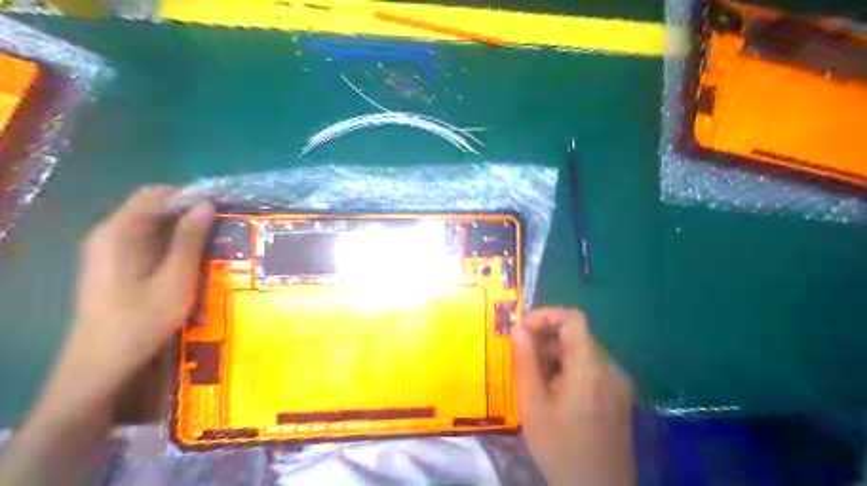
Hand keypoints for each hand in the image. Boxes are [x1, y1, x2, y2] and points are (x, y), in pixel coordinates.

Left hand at [40, 188, 216, 414]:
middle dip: (190, 214)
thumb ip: (190, 238)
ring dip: (183, 231)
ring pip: (152, 226)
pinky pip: (146, 242)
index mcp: (120, 231)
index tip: (222, 210)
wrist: (103, 363)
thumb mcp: (176, 277)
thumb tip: (206, 203)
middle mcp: (108, 234)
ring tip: (214, 245)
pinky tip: (191, 262)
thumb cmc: (143, 319)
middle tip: (223, 230)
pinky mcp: (112, 265)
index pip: (157, 194)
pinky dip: (171, 245)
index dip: (191, 196)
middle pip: (153, 208)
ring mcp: (107, 251)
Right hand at [509, 307, 634, 484]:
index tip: (521, 329)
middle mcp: (611, 369)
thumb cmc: (561, 450)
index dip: (546, 316)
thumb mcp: (534, 406)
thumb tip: (518, 328)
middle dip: (546, 337)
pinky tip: (552, 390)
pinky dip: (569, 368)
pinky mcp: (619, 398)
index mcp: (591, 368)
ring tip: (532, 374)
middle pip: (578, 335)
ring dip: (556, 353)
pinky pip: (592, 369)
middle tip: (520, 353)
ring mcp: (618, 384)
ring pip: (583, 352)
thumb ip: (526, 362)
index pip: (573, 319)